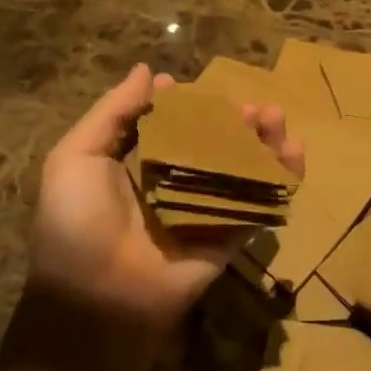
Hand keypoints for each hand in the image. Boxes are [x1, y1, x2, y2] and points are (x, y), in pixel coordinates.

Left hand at [28, 64, 303, 366]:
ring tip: (274, 117)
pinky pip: (259, 204)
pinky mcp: (228, 237)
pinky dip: (282, 178)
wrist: (94, 299)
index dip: (182, 104)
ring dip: (263, 140)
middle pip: (213, 142)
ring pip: (242, 168)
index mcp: (137, 165)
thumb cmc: (77, 222)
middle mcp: (174, 184)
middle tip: (250, 105)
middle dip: (232, 119)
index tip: (188, 87)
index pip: (168, 125)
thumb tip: (147, 71)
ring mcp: (204, 211)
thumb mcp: (76, 157)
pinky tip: (294, 151)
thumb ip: (113, 112)